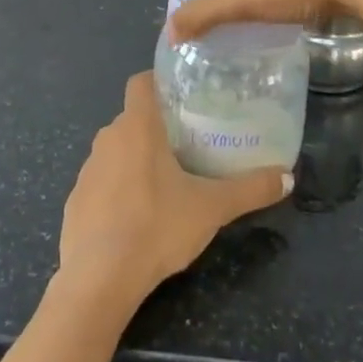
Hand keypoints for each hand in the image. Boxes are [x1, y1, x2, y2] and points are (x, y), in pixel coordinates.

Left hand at [58, 73, 290, 307]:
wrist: (98, 279)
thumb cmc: (156, 227)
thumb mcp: (211, 208)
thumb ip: (250, 190)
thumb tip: (288, 177)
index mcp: (136, 126)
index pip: (141, 82)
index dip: (159, 82)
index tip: (184, 97)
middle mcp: (107, 138)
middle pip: (133, 118)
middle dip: (157, 127)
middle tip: (189, 143)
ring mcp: (87, 170)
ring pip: (116, 150)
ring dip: (136, 159)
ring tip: (167, 181)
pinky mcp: (75, 201)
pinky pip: (101, 182)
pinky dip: (118, 190)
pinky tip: (137, 217)